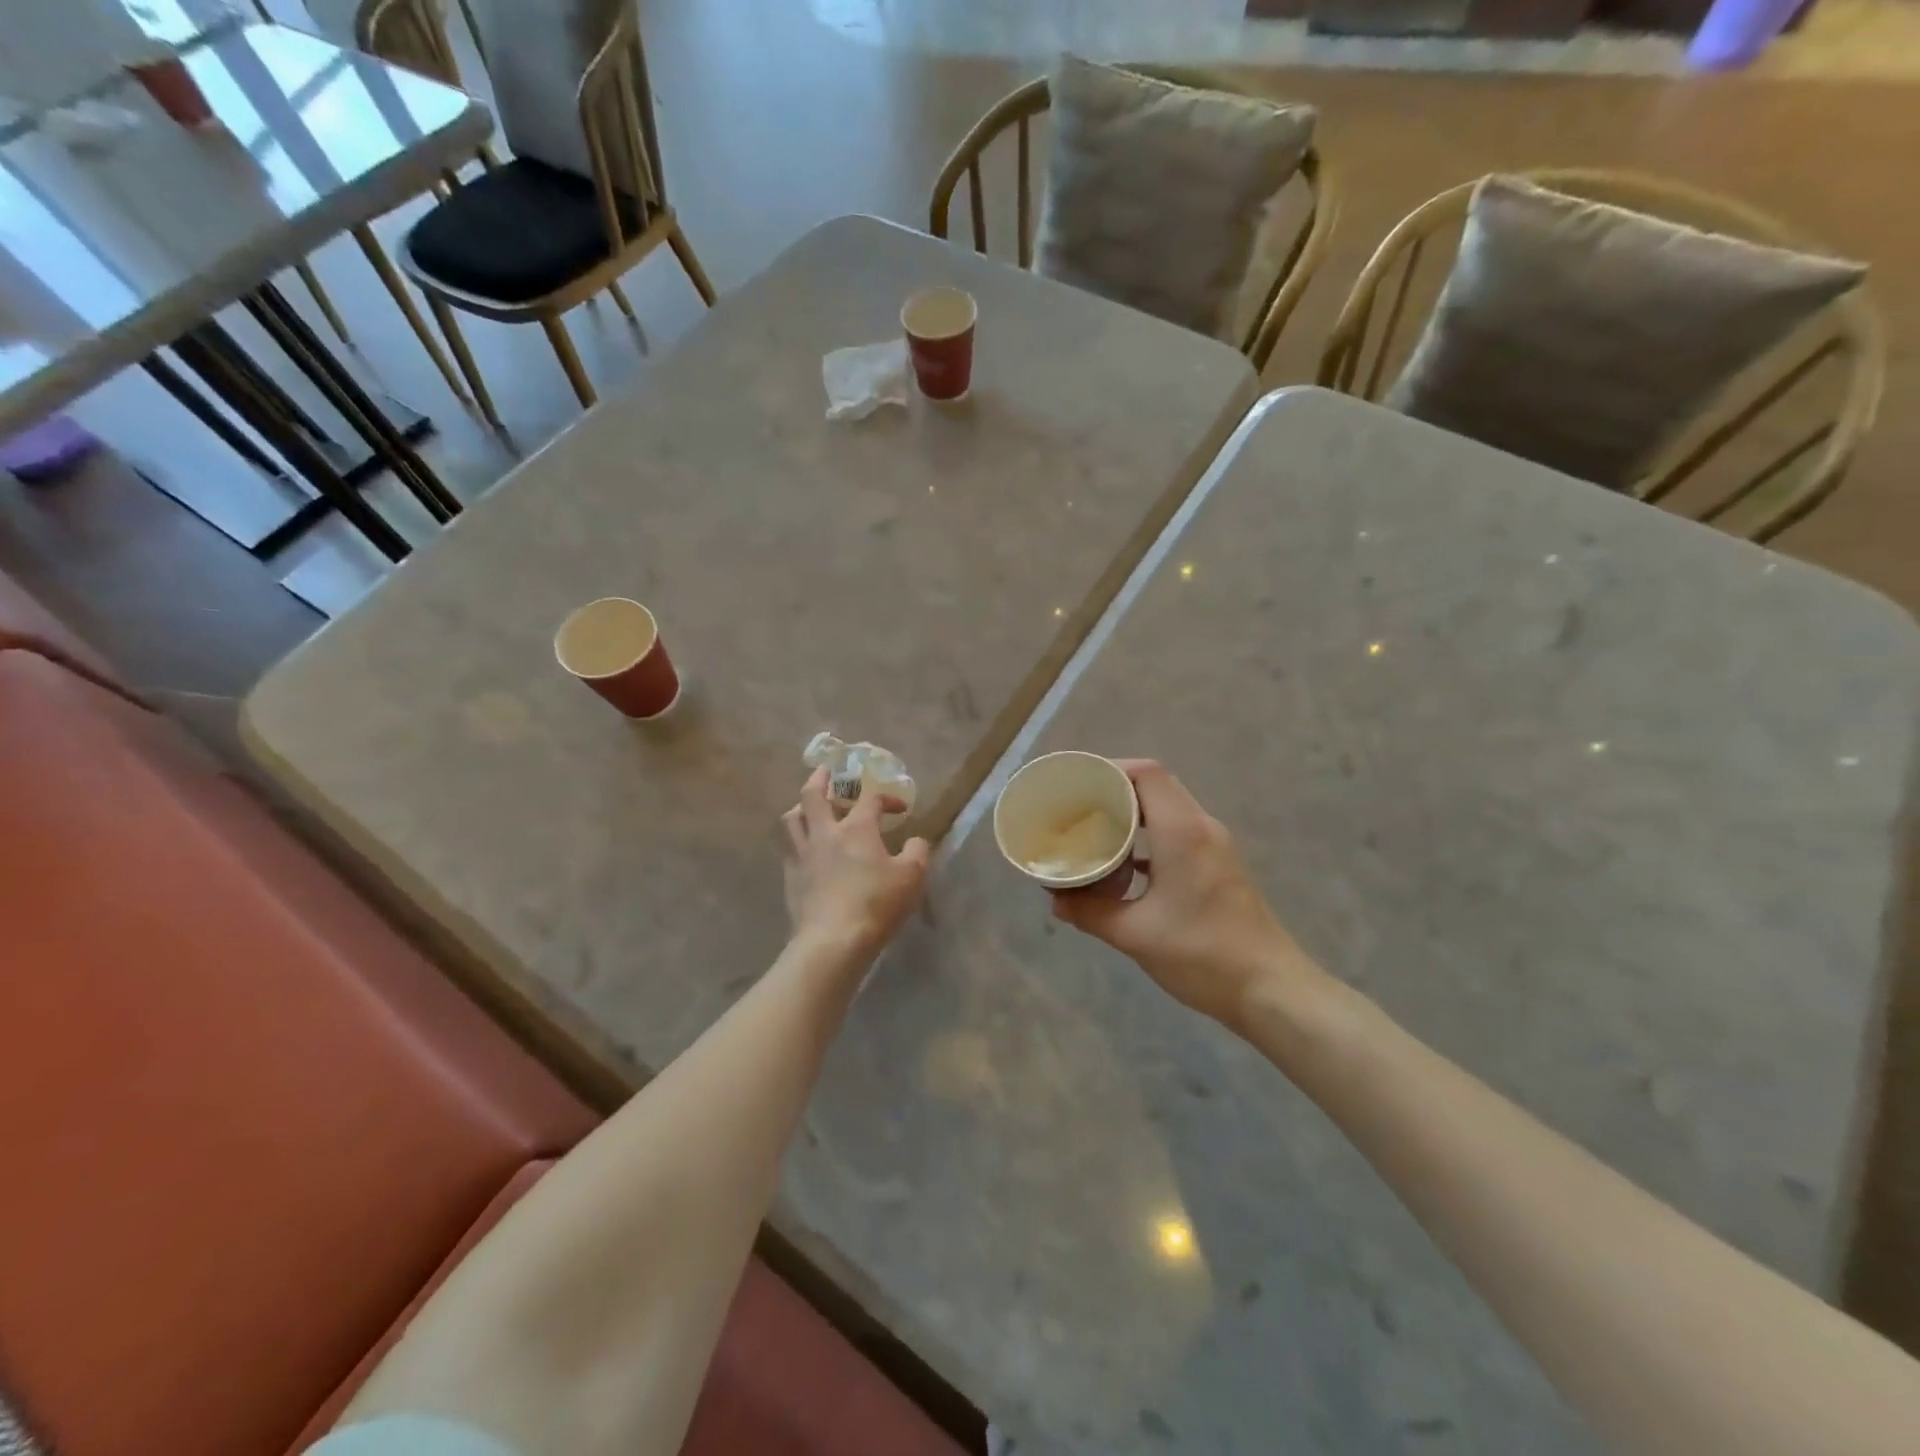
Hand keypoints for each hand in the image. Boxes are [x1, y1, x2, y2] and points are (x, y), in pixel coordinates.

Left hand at [782, 768, 930, 956]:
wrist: (833, 941)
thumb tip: (915, 841)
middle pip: (813, 795)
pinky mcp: (791, 878)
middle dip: (821, 778)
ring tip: (810, 808)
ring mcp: (802, 855)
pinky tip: (808, 850)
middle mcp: (824, 833)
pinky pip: (790, 848)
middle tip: (826, 772)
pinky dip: (799, 841)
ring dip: (802, 807)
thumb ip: (917, 853)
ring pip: (792, 818)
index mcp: (856, 828)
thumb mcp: (911, 877)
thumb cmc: (876, 904)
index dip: (887, 798)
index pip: (870, 798)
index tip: (900, 809)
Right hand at [1052, 760, 1323, 1029]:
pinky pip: (1178, 833)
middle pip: (1156, 786)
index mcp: (1182, 831)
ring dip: (1132, 814)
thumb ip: (1090, 912)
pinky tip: (1124, 865)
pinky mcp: (1218, 866)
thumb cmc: (1202, 953)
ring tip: (1094, 832)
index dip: (1110, 769)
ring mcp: (1214, 846)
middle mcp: (1201, 827)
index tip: (1077, 785)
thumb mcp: (1135, 934)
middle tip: (1077, 808)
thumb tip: (1055, 900)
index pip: (1147, 773)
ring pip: (1167, 809)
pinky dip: (1149, 838)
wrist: (1271, 989)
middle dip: (1114, 791)